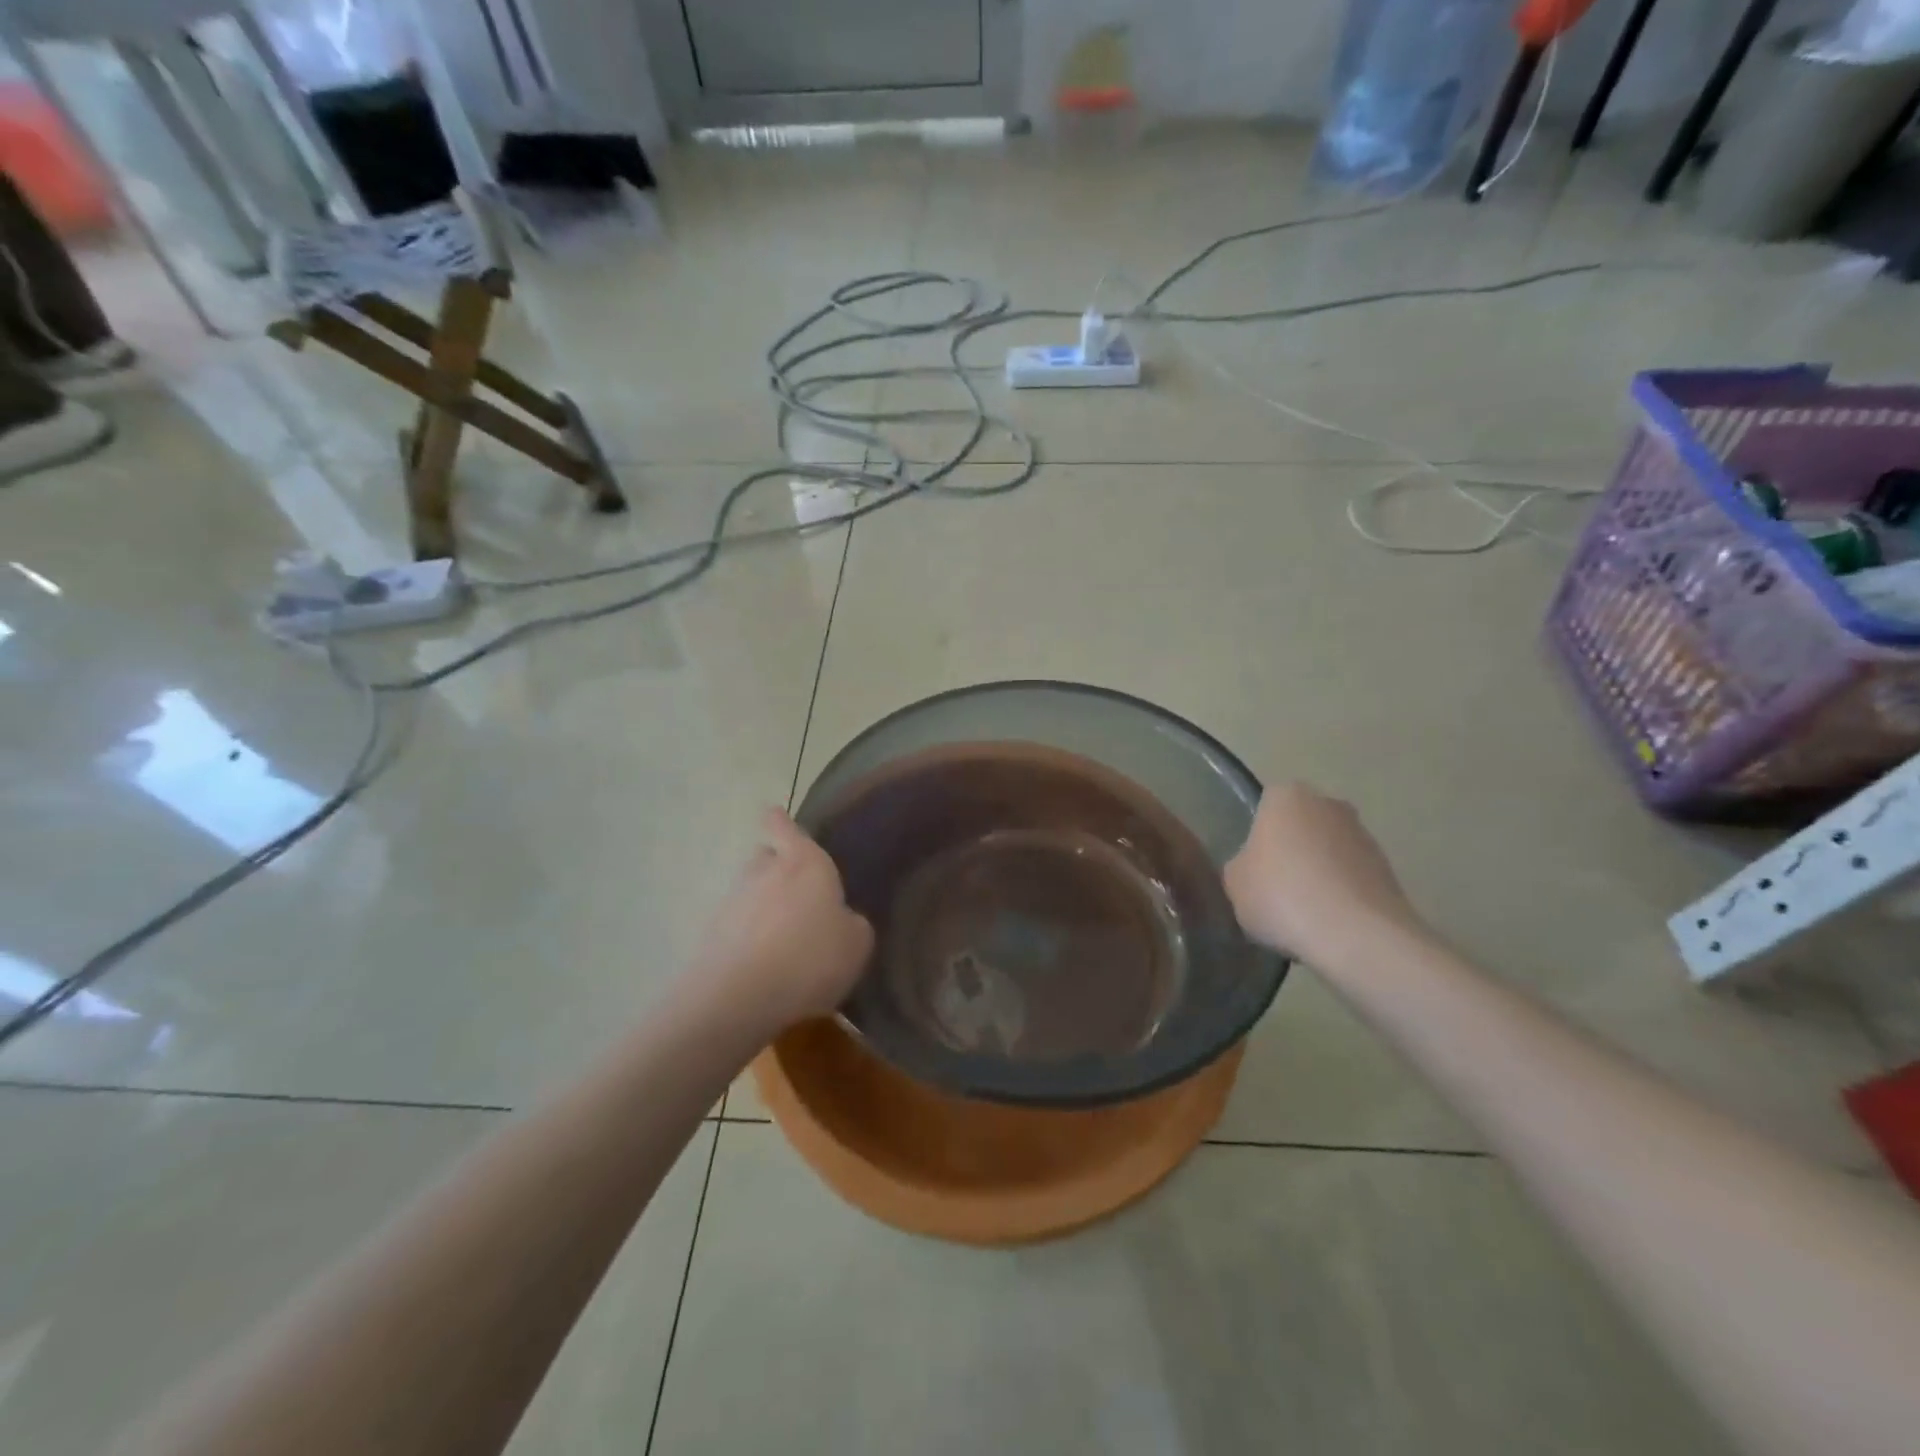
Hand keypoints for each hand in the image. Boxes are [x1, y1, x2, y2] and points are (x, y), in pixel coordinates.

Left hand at [691, 808, 873, 1032]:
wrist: (739, 998)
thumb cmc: (811, 957)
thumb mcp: (857, 943)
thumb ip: (851, 922)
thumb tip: (841, 920)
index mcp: (803, 861)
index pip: (783, 825)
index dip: (781, 822)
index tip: (779, 821)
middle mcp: (763, 871)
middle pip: (765, 857)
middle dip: (776, 868)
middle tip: (797, 893)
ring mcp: (732, 901)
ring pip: (749, 892)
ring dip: (762, 906)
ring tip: (783, 938)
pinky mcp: (711, 935)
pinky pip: (737, 927)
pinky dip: (748, 938)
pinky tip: (765, 965)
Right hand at [1223, 783, 1423, 966]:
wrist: (1356, 935)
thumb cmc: (1281, 894)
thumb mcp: (1234, 883)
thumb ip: (1241, 865)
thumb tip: (1253, 868)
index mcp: (1286, 797)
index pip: (1266, 806)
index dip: (1258, 836)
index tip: (1253, 866)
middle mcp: (1329, 804)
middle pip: (1301, 826)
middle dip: (1292, 851)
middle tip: (1275, 888)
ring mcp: (1364, 836)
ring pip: (1329, 852)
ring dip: (1319, 873)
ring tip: (1304, 913)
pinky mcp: (1389, 870)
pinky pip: (1352, 878)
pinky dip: (1342, 895)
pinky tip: (1329, 924)